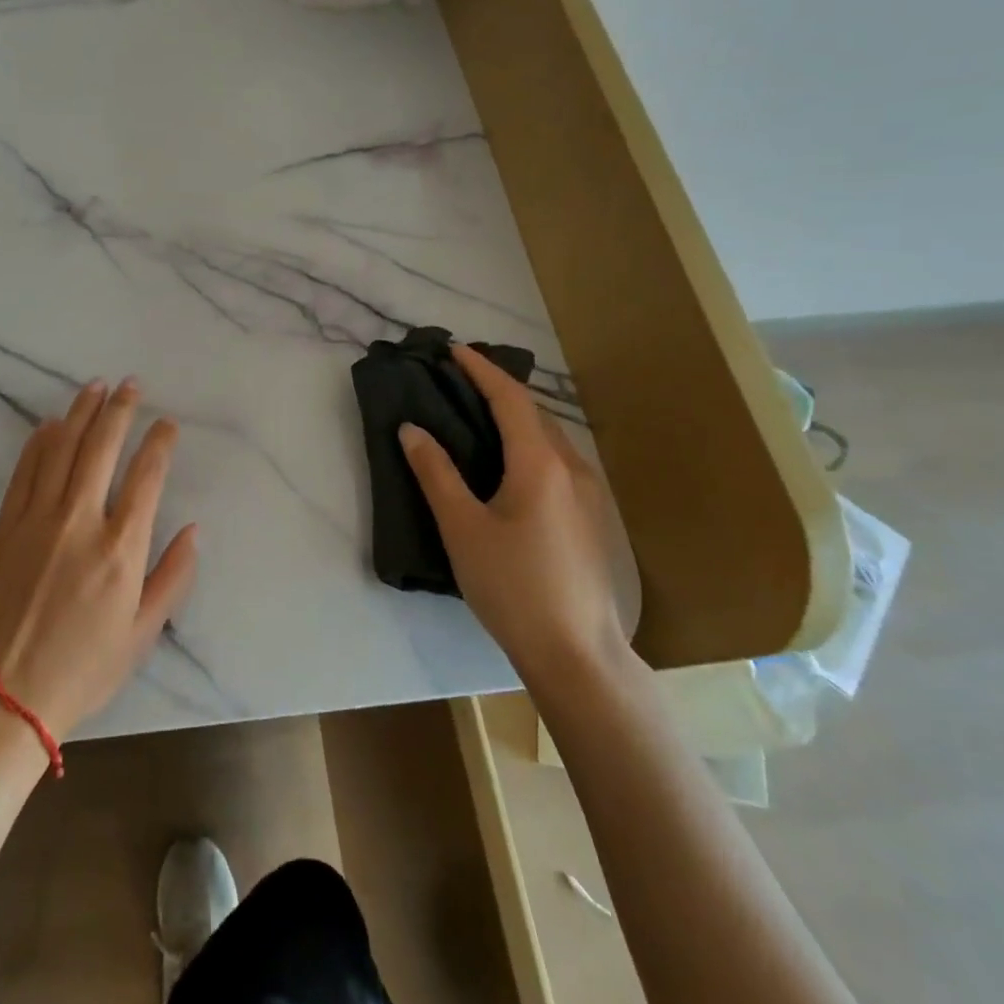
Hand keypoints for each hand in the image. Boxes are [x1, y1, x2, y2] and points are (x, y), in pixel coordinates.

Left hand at [0, 377, 198, 741]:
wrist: (5, 695)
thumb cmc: (84, 668)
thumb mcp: (142, 634)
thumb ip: (173, 578)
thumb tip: (194, 530)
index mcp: (120, 549)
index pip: (146, 476)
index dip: (159, 443)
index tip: (167, 423)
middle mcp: (80, 521)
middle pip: (102, 448)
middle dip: (121, 410)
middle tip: (131, 385)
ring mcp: (37, 520)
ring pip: (62, 449)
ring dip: (81, 413)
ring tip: (96, 386)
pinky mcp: (5, 526)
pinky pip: (24, 471)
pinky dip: (39, 442)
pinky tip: (50, 423)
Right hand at [398, 344, 626, 689]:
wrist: (577, 653)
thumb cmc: (512, 586)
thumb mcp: (462, 528)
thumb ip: (436, 473)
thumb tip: (411, 429)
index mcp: (540, 464)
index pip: (510, 398)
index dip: (481, 370)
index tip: (454, 350)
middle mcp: (572, 468)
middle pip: (534, 412)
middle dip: (498, 388)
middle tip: (460, 379)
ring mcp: (589, 494)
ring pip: (550, 436)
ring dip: (516, 415)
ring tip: (481, 413)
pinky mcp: (592, 517)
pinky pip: (559, 459)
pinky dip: (530, 441)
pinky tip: (512, 462)